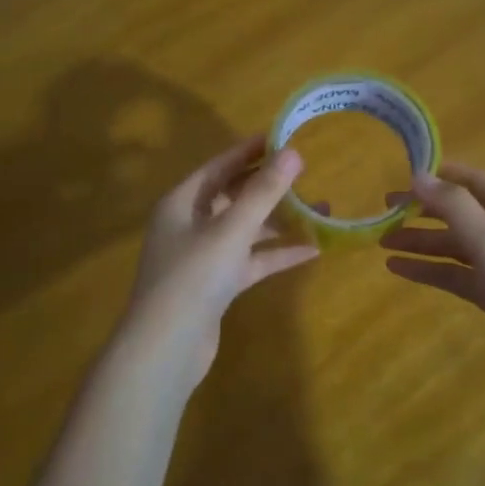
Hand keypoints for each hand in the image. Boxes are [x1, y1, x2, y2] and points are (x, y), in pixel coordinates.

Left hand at [113, 135, 317, 392]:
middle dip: (269, 186)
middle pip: (233, 195)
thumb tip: (293, 153)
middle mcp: (189, 224)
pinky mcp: (216, 285)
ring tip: (319, 210)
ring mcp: (203, 256)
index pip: (220, 165)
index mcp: (182, 202)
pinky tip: (311, 250)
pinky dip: (276, 254)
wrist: (165, 348)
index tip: (283, 137)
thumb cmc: (193, 277)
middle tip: (307, 172)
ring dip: (278, 221)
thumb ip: (263, 192)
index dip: (250, 150)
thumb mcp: (231, 229)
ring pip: (245, 229)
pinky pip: (250, 260)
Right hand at [381, 164, 484, 398]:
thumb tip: (418, 175)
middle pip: (464, 213)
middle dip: (425, 211)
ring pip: (457, 245)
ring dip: (423, 242)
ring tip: (383, 242)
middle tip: (385, 210)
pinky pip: (458, 274)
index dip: (442, 176)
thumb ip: (455, 207)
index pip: (477, 181)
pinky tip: (399, 269)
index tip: (404, 174)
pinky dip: (431, 269)